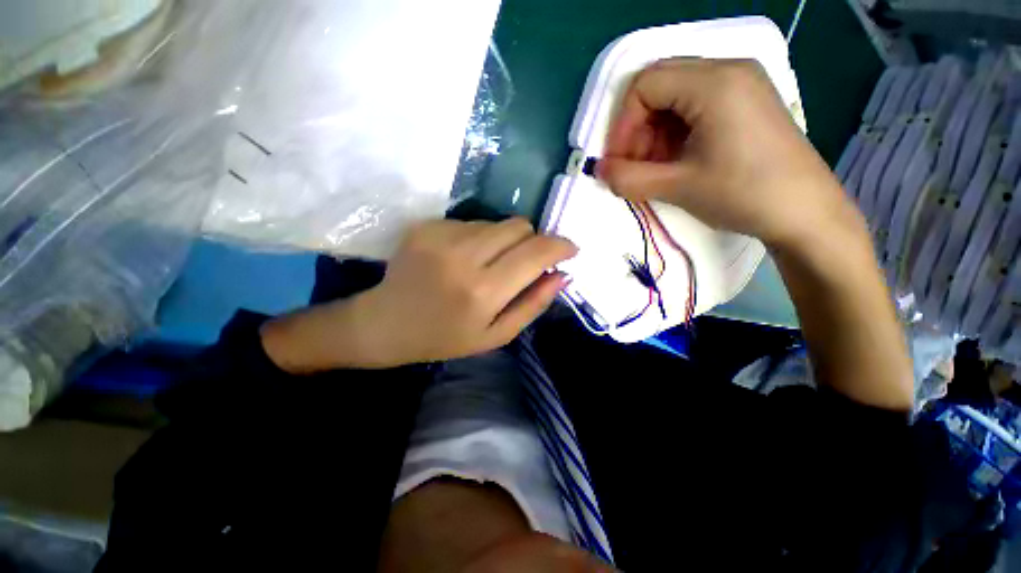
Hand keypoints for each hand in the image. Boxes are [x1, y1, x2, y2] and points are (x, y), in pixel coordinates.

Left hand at [262, 219, 575, 371]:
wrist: (386, 324)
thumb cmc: (445, 337)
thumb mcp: (496, 334)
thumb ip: (533, 304)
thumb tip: (563, 274)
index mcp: (483, 291)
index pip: (536, 251)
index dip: (560, 246)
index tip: (569, 249)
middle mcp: (464, 257)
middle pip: (519, 226)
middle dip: (532, 241)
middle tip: (521, 263)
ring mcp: (441, 236)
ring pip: (497, 222)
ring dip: (503, 241)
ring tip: (486, 264)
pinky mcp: (426, 226)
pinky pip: (471, 222)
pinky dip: (477, 238)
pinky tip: (461, 258)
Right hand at [596, 58, 860, 249]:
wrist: (806, 213)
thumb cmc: (743, 194)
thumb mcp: (677, 187)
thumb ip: (629, 178)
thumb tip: (599, 171)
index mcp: (714, 82)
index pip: (644, 85)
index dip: (622, 124)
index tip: (619, 161)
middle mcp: (728, 70)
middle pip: (659, 86)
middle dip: (637, 129)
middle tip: (635, 166)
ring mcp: (741, 84)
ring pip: (675, 97)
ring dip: (654, 132)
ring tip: (655, 168)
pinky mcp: (746, 102)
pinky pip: (695, 106)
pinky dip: (675, 132)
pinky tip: (676, 160)